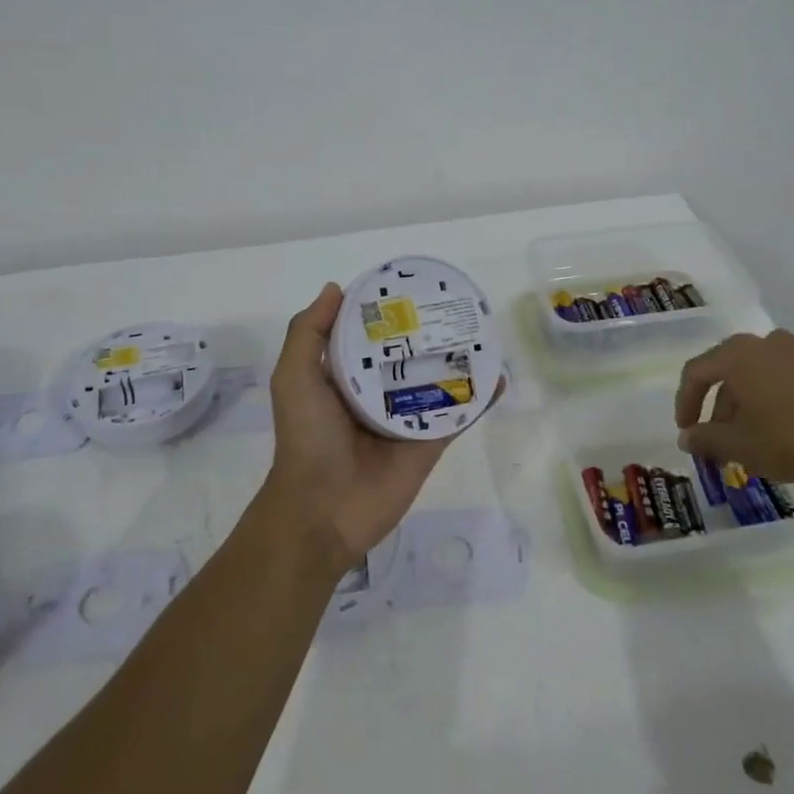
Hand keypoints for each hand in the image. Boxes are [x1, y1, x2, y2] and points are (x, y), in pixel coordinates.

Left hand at [264, 282, 491, 572]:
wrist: (324, 509)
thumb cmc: (307, 438)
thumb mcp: (294, 378)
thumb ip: (309, 333)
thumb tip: (337, 288)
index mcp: (346, 376)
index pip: (370, 335)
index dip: (387, 311)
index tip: (410, 284)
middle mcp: (378, 392)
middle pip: (410, 354)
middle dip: (430, 331)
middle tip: (456, 302)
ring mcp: (408, 417)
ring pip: (439, 380)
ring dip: (461, 359)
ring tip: (484, 331)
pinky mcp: (431, 442)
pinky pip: (460, 414)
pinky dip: (481, 397)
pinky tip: (499, 376)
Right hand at [674, 328, 793, 492]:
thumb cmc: (792, 439)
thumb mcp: (741, 447)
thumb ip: (706, 439)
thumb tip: (686, 437)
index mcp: (737, 355)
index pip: (696, 372)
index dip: (685, 402)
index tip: (687, 431)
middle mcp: (765, 343)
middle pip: (727, 371)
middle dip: (718, 407)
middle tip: (718, 440)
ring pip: (757, 375)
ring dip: (746, 404)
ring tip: (751, 438)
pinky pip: (785, 378)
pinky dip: (774, 399)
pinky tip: (783, 429)